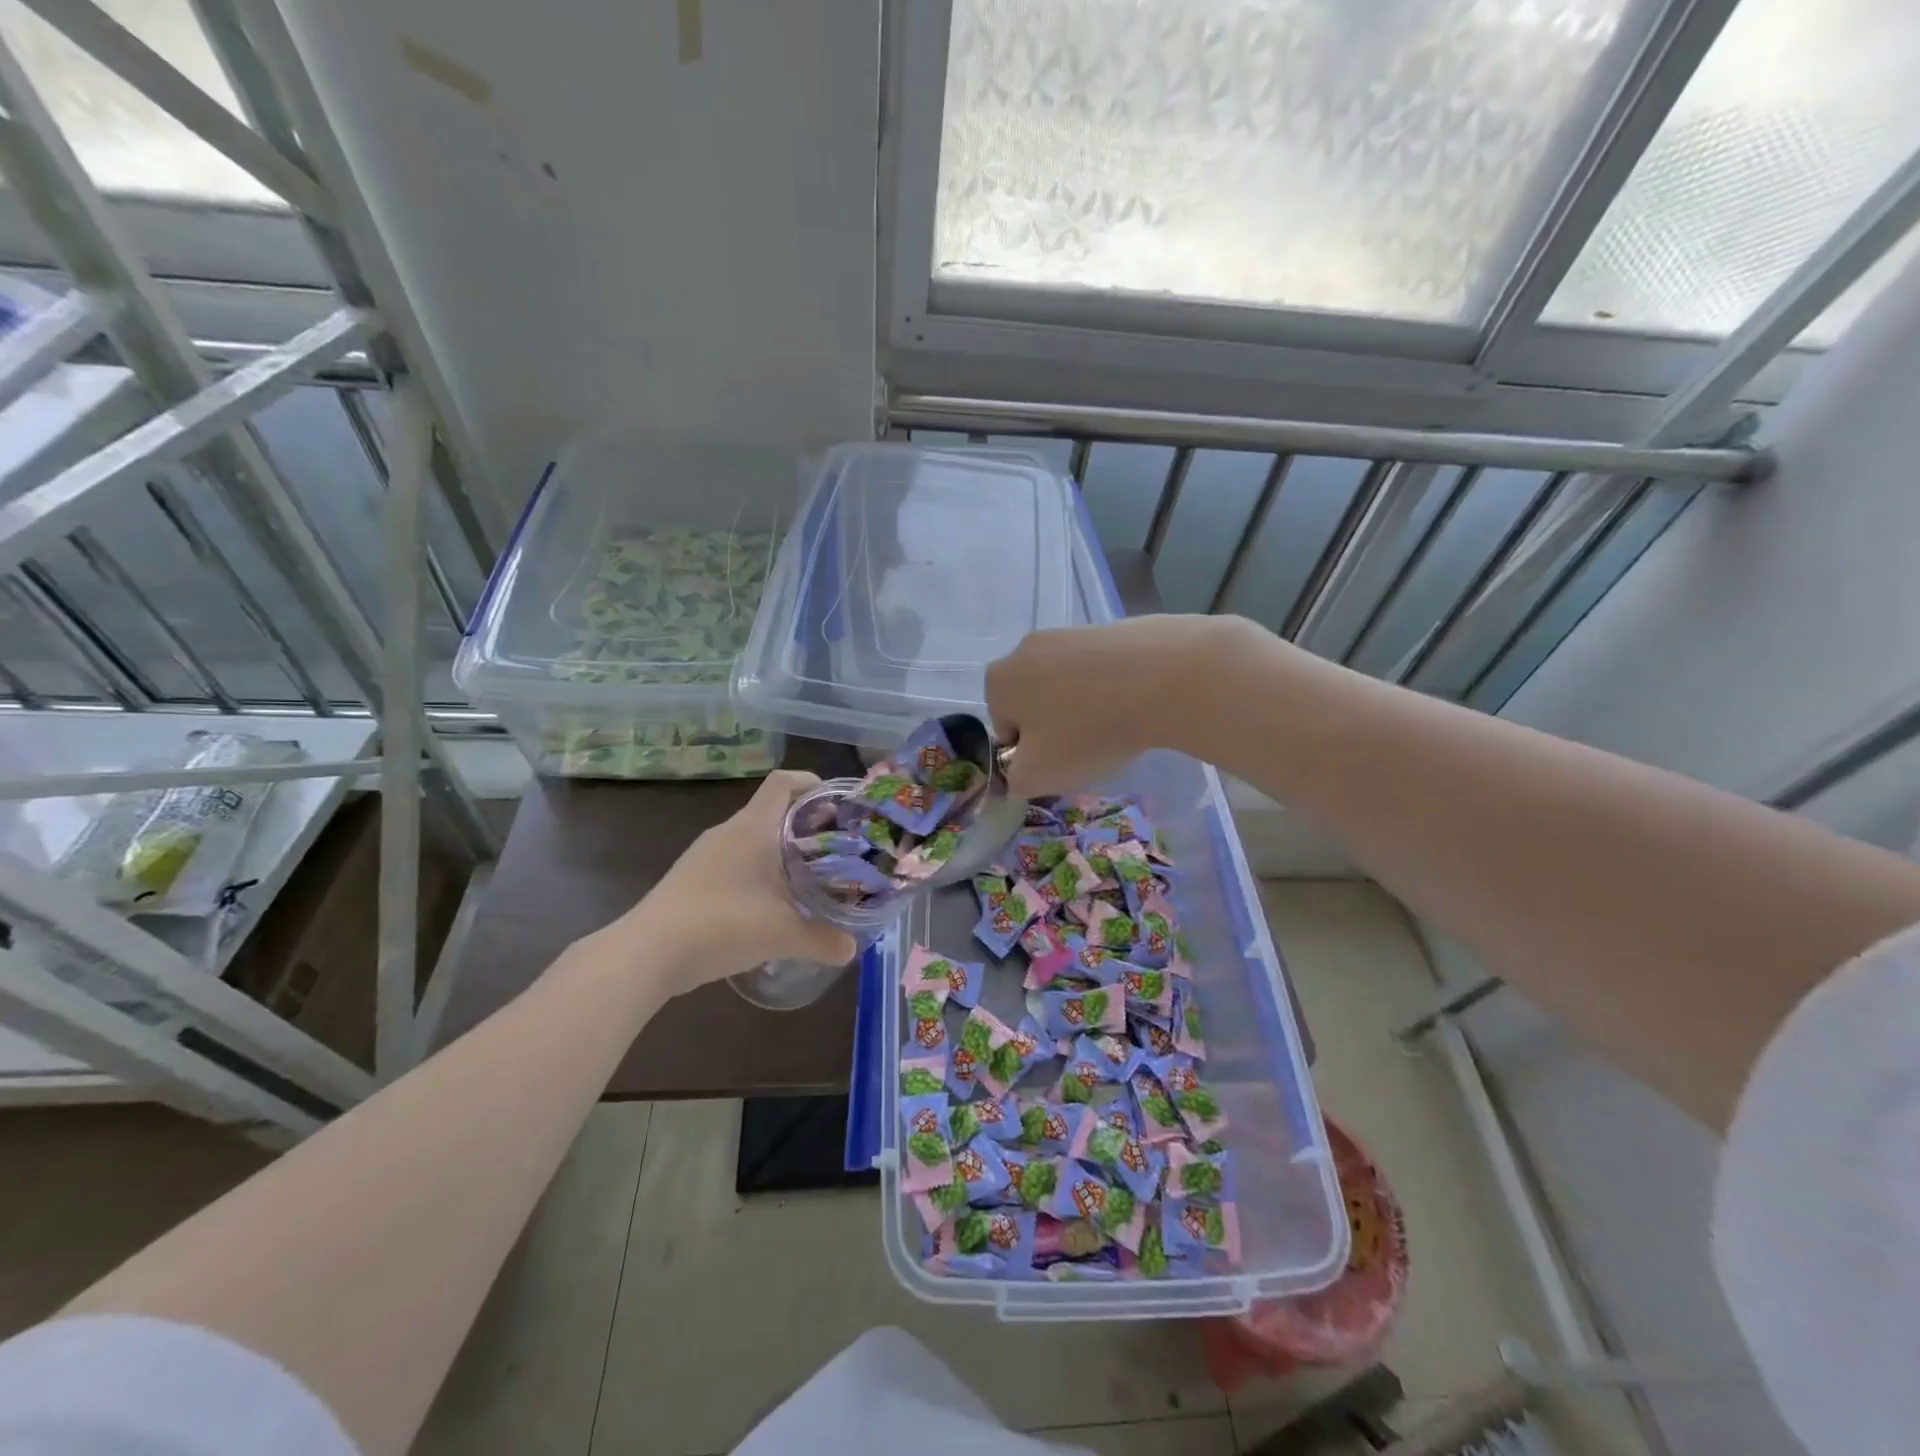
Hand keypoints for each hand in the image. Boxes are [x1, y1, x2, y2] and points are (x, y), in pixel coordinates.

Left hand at [610, 770, 856, 997]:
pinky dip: (755, 873)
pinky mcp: (690, 879)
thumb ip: (821, 940)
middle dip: (803, 824)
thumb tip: (851, 950)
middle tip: (832, 847)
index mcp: (752, 828)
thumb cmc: (722, 925)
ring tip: (806, 877)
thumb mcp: (781, 934)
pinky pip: (732, 863)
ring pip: (750, 840)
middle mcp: (727, 833)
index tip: (834, 802)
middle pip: (770, 811)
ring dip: (778, 852)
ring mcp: (704, 856)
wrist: (647, 954)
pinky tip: (768, 905)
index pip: (782, 783)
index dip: (809, 783)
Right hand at [986, 615, 1243, 796]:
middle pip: (1034, 702)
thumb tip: (1019, 771)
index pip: (1005, 729)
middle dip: (1055, 727)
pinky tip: (1137, 703)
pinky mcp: (1110, 629)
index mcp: (999, 681)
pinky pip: (1101, 670)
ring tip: (1117, 726)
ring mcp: (1069, 633)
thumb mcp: (1037, 776)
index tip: (1060, 762)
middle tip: (1087, 747)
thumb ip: (1014, 780)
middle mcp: (1025, 648)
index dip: (1030, 754)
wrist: (1164, 677)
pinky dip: (1112, 688)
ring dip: (1084, 708)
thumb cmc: (1088, 731)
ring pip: (1068, 685)